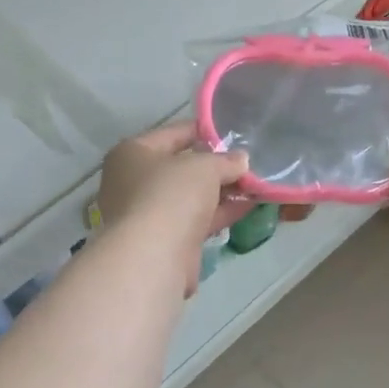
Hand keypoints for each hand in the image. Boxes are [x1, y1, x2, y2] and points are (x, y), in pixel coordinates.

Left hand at [97, 123, 310, 294]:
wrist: (154, 256)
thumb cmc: (171, 195)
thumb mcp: (204, 167)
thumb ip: (225, 161)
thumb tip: (241, 160)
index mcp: (132, 154)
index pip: (172, 134)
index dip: (203, 131)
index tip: (232, 132)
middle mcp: (135, 182)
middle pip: (182, 168)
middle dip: (216, 166)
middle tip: (247, 162)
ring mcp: (150, 214)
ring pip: (192, 196)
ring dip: (222, 191)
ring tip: (255, 183)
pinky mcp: (167, 240)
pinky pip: (198, 219)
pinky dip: (220, 212)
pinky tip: (248, 205)